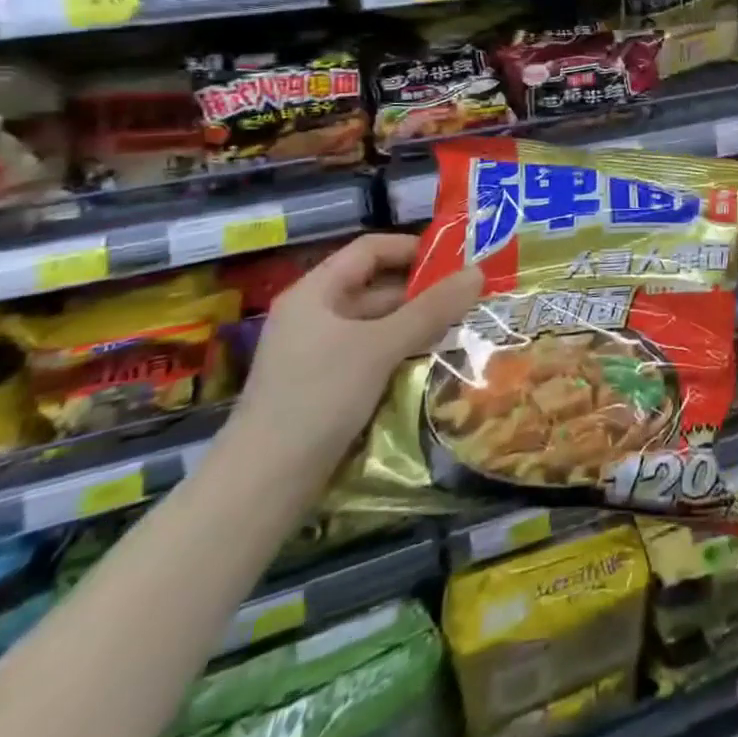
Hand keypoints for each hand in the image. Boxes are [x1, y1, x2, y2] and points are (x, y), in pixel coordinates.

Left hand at [230, 233, 481, 475]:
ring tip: (462, 327)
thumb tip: (478, 273)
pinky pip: (370, 355)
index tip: (455, 259)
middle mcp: (314, 315)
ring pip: (376, 324)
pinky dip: (400, 353)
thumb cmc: (317, 398)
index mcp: (315, 293)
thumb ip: (431, 309)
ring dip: (416, 325)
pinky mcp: (324, 387)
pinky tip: (432, 362)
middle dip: (422, 292)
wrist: (259, 488)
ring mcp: (317, 353)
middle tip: (470, 297)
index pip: (369, 250)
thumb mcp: (380, 347)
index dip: (412, 248)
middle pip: (376, 287)